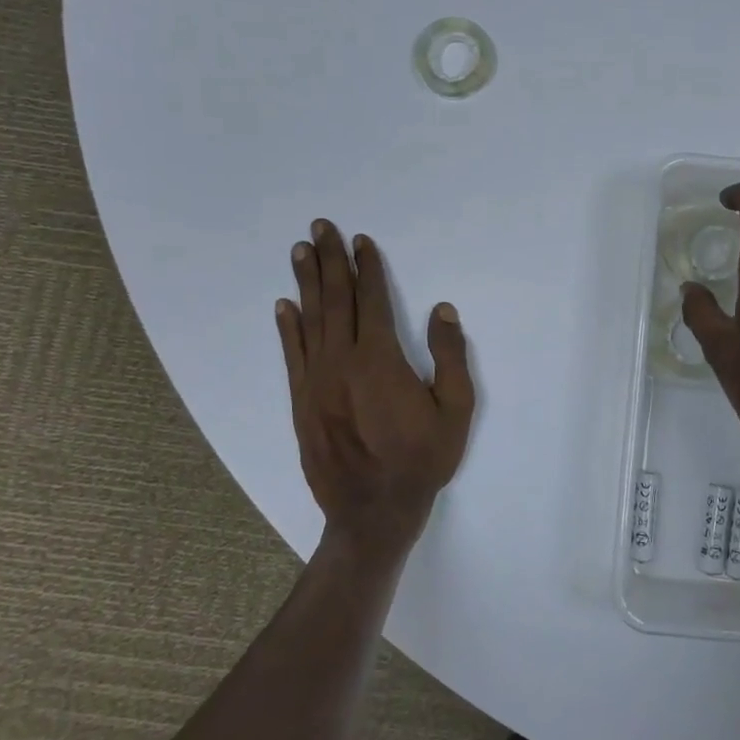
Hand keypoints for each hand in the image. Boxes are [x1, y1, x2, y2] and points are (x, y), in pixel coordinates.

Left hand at [278, 220, 475, 567]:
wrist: (373, 512)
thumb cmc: (422, 461)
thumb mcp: (455, 411)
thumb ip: (450, 357)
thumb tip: (442, 310)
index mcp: (380, 360)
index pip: (372, 301)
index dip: (367, 268)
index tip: (361, 241)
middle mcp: (342, 362)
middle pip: (336, 300)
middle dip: (329, 261)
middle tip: (320, 227)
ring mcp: (317, 382)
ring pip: (310, 321)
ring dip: (306, 283)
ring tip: (300, 251)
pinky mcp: (302, 402)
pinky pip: (293, 355)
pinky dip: (288, 328)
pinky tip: (284, 306)